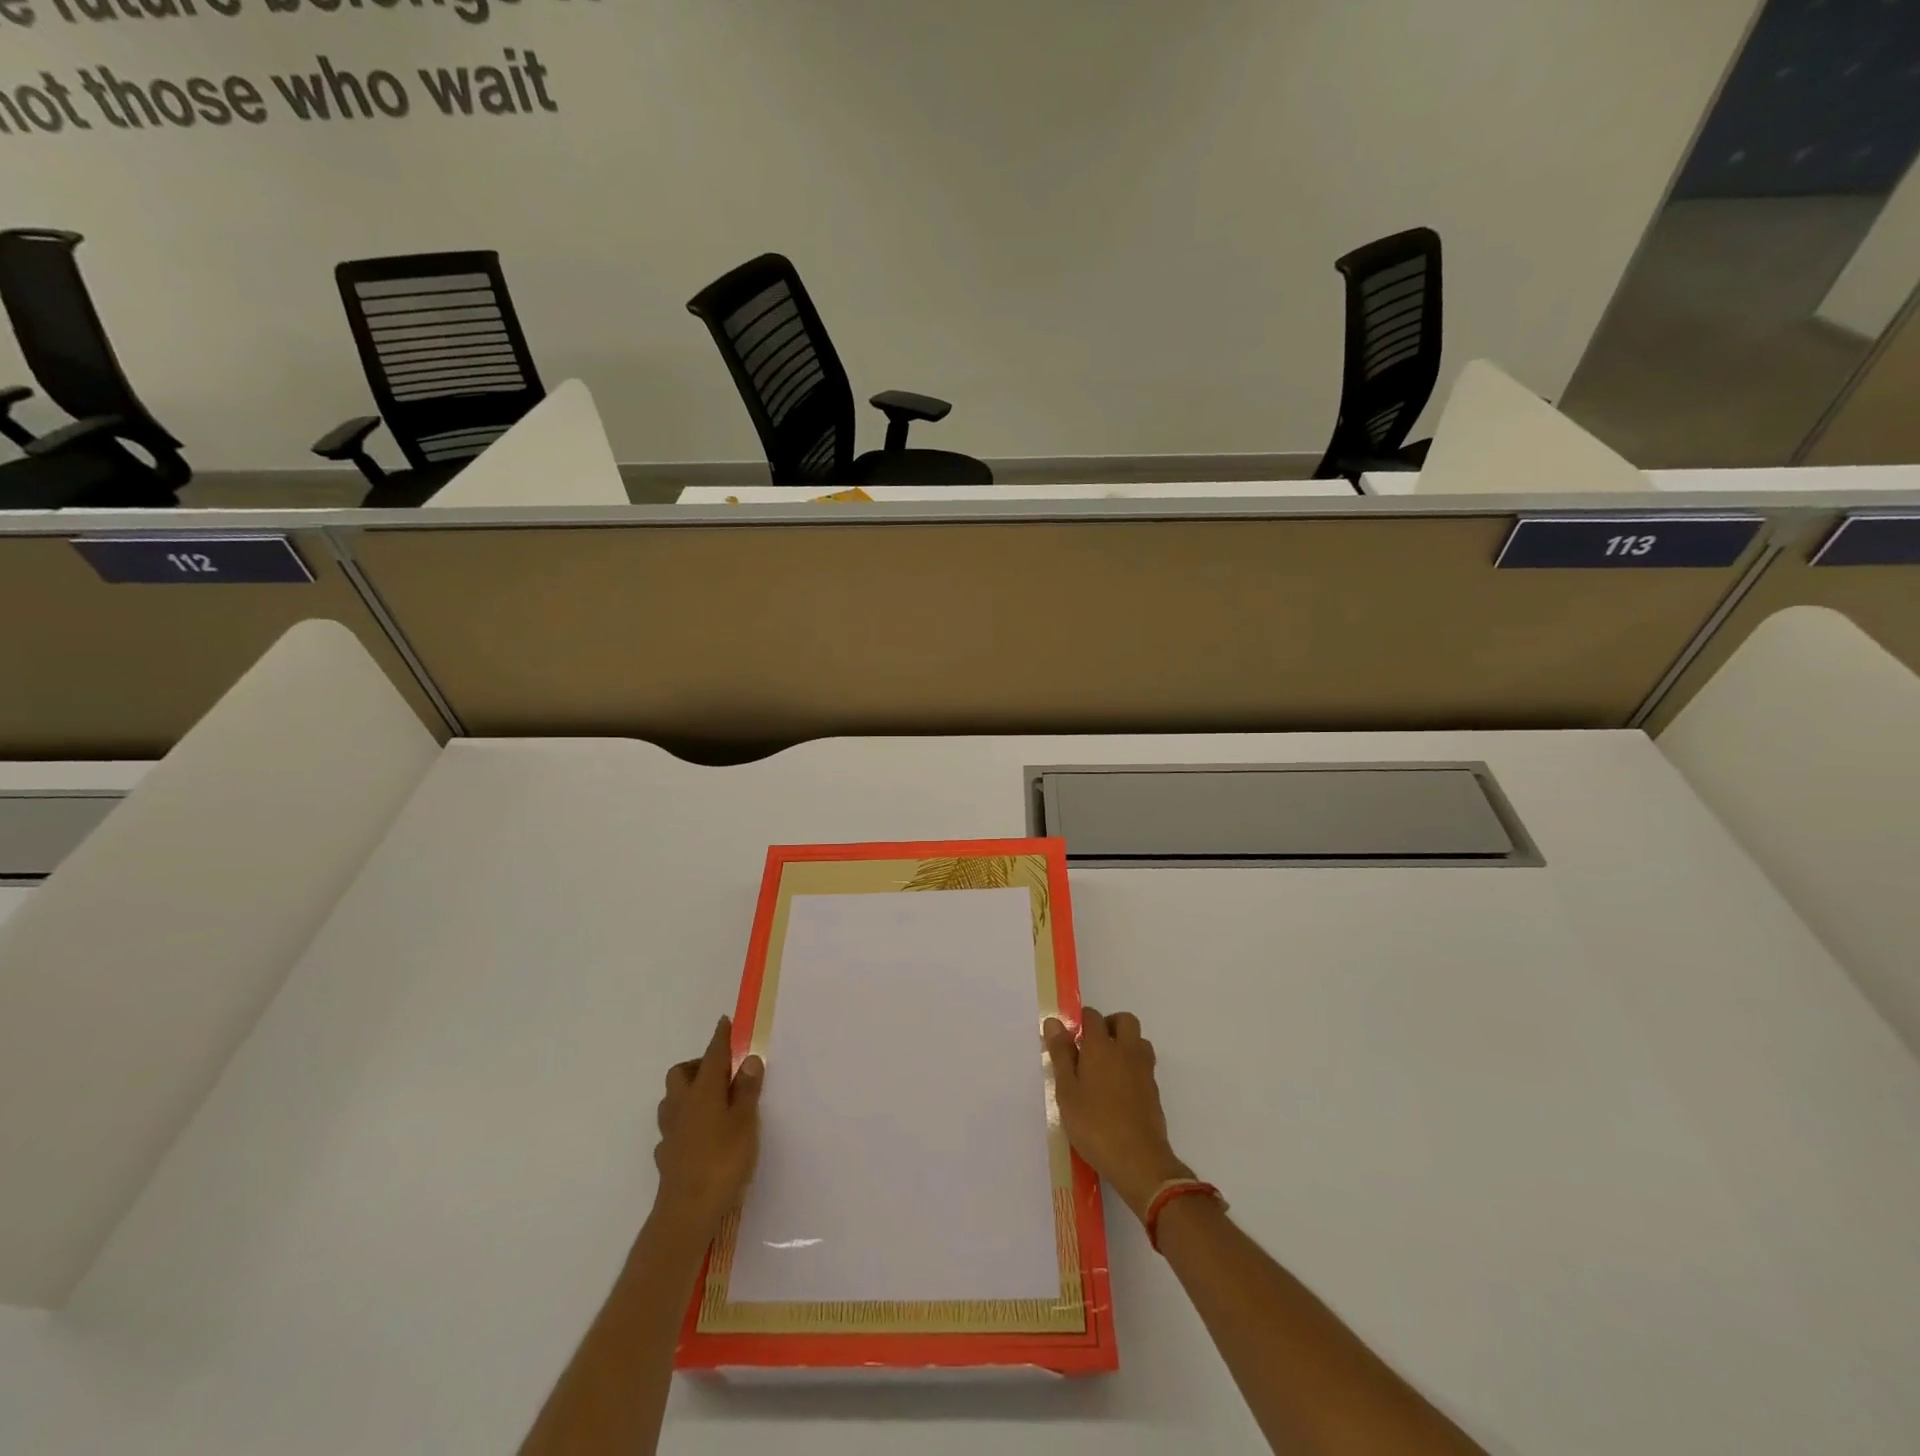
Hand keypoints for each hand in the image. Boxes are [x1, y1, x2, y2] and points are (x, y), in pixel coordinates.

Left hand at [650, 1016, 764, 1242]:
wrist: (686, 1214)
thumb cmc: (722, 1161)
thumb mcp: (745, 1122)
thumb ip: (747, 1090)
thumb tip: (749, 1059)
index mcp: (702, 1091)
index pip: (712, 1055)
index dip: (720, 1038)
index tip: (725, 1022)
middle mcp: (681, 1105)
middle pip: (681, 1073)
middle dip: (698, 1065)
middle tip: (722, 1072)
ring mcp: (670, 1132)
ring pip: (672, 1099)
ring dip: (688, 1092)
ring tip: (712, 1101)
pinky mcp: (666, 1156)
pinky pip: (673, 1127)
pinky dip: (685, 1122)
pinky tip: (699, 1135)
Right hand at [1044, 1006, 1194, 1223]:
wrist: (1139, 1161)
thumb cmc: (1094, 1125)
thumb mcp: (1067, 1091)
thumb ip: (1061, 1054)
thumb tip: (1054, 1022)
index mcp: (1102, 1047)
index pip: (1093, 1016)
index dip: (1081, 1020)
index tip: (1071, 1037)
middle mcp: (1127, 1051)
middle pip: (1124, 1020)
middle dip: (1109, 1025)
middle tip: (1091, 1047)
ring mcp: (1144, 1070)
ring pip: (1138, 1041)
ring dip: (1125, 1044)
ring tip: (1106, 1067)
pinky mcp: (1154, 1091)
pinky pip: (1144, 1065)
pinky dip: (1132, 1066)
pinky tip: (1118, 1091)